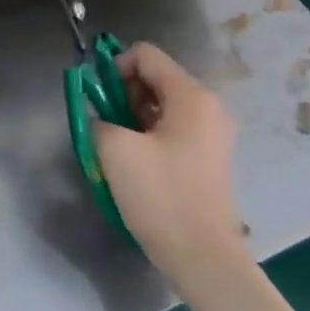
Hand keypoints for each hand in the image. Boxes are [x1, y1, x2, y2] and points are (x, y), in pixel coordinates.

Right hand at [94, 43, 252, 291]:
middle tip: (106, 125)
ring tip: (116, 148)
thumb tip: (101, 120)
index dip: (113, 68)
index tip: (97, 99)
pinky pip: (172, 129)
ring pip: (161, 106)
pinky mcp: (208, 157)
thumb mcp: (115, 150)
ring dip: (132, 118)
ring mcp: (212, 134)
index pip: (146, 55)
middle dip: (123, 94)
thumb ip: (99, 120)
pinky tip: (135, 163)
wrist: (201, 255)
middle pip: (155, 78)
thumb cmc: (160, 195)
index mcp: (191, 96)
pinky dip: (148, 135)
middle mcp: (208, 107)